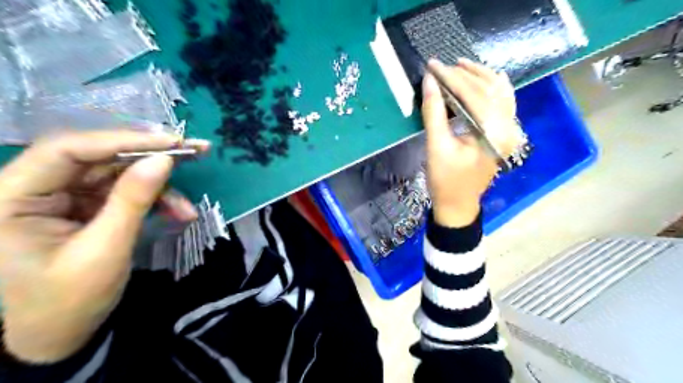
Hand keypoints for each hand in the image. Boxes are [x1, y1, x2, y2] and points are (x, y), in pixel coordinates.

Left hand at [0, 130, 204, 360]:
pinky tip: (178, 214)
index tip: (173, 142)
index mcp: (12, 197)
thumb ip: (133, 200)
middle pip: (100, 157)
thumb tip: (165, 159)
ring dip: (160, 189)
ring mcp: (64, 196)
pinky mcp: (86, 206)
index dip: (124, 140)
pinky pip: (126, 192)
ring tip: (188, 208)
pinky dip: (156, 201)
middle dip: (151, 157)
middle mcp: (35, 187)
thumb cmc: (68, 301)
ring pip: (119, 174)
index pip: (68, 150)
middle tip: (196, 151)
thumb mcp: (105, 250)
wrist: (58, 337)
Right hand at [422, 58, 523, 227]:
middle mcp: (508, 128)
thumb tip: (430, 81)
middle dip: (464, 75)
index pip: (473, 95)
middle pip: (489, 90)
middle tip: (442, 66)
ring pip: (500, 93)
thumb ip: (434, 112)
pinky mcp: (503, 134)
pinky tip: (484, 79)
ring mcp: (509, 131)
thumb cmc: (444, 180)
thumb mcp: (436, 146)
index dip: (451, 77)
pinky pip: (503, 103)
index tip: (432, 65)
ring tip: (460, 66)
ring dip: (480, 77)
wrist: (458, 204)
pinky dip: (492, 88)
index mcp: (492, 133)